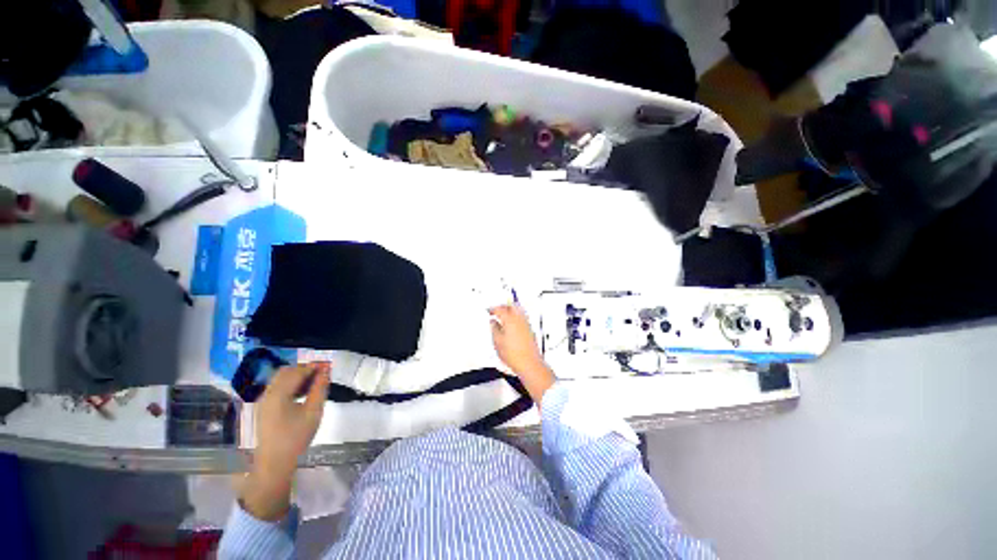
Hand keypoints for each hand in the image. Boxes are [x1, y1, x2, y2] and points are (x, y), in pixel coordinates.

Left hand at [241, 362, 329, 520]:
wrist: (274, 463)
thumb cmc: (296, 437)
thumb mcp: (313, 412)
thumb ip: (320, 388)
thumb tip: (326, 371)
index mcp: (278, 394)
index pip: (297, 371)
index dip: (314, 366)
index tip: (329, 366)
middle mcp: (267, 393)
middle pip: (286, 372)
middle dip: (304, 369)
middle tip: (322, 374)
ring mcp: (263, 401)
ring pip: (281, 379)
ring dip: (297, 376)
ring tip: (315, 383)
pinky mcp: (264, 408)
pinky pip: (277, 388)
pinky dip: (291, 385)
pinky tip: (302, 394)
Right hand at [489, 304, 554, 402]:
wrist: (529, 364)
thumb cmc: (515, 355)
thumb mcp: (497, 341)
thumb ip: (494, 328)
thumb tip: (493, 323)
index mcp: (510, 319)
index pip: (499, 309)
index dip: (492, 309)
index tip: (489, 311)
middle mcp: (519, 319)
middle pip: (510, 306)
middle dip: (502, 306)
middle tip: (496, 310)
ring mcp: (526, 324)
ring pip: (517, 310)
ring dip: (510, 310)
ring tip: (503, 316)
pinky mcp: (530, 329)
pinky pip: (522, 317)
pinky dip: (515, 317)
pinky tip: (511, 324)